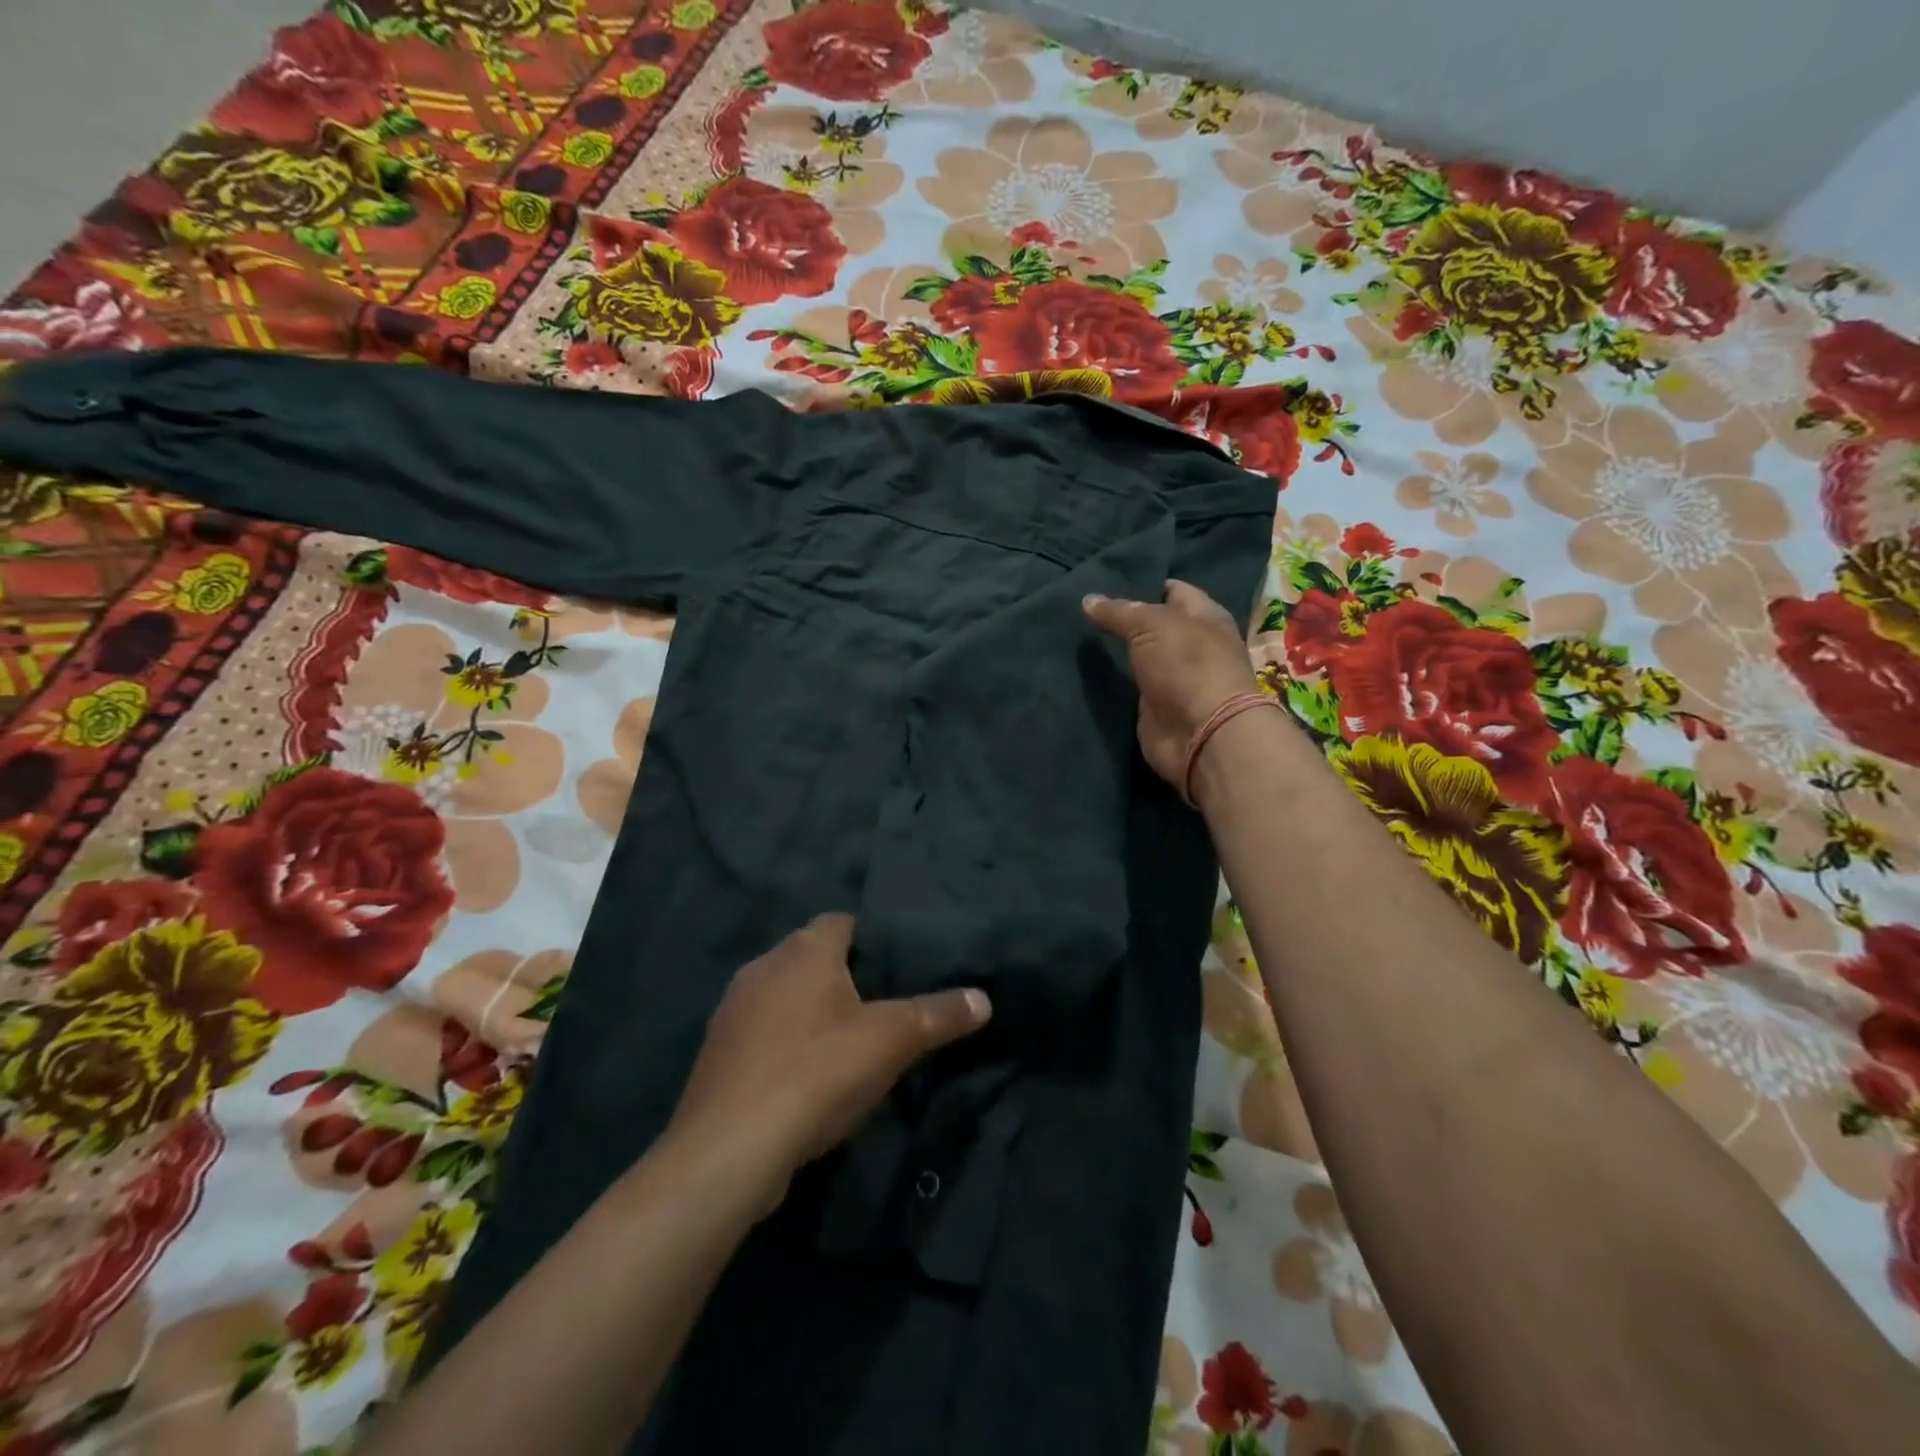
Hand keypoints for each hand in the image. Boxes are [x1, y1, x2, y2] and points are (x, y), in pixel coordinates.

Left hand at [668, 914, 990, 1208]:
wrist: (729, 1150)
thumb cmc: (815, 1074)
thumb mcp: (890, 1042)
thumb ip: (938, 1015)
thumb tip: (985, 998)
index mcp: (803, 950)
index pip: (842, 921)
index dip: (871, 935)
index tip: (899, 960)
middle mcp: (763, 967)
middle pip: (812, 955)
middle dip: (844, 973)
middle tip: (884, 999)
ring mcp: (733, 1010)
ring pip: (784, 995)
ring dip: (811, 1009)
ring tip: (849, 1038)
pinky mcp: (718, 1053)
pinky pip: (763, 1032)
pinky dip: (785, 1042)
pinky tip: (806, 1074)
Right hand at [1084, 580, 1258, 786]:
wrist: (1200, 733)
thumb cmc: (1188, 665)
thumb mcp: (1152, 625)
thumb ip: (1120, 612)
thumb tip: (1088, 600)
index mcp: (1205, 617)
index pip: (1173, 591)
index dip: (1144, 584)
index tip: (1107, 581)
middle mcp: (1191, 645)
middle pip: (1153, 626)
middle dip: (1123, 619)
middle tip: (1083, 608)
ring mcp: (1173, 678)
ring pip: (1138, 657)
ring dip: (1114, 651)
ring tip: (1075, 636)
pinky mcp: (1154, 706)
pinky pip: (1128, 687)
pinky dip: (1110, 681)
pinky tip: (1083, 669)